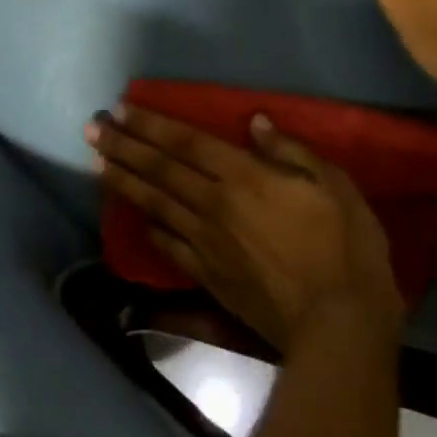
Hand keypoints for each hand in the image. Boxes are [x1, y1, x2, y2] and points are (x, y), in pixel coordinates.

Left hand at [89, 105, 401, 353]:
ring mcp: (206, 242)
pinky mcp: (207, 277)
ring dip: (123, 180)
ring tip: (96, 162)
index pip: (186, 143)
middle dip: (123, 146)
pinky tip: (135, 216)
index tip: (122, 109)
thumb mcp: (334, 185)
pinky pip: (168, 245)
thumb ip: (290, 151)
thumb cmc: (345, 248)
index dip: (152, 124)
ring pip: (155, 204)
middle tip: (92, 128)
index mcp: (243, 177)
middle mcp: (214, 204)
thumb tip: (255, 123)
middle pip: (159, 169)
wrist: (338, 328)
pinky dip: (148, 227)